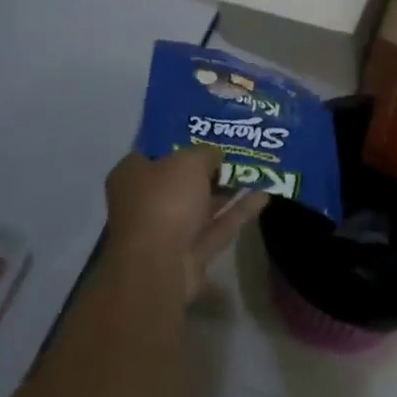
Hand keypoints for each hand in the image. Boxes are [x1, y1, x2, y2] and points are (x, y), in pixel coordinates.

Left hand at [105, 146, 266, 299]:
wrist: (159, 266)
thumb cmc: (164, 201)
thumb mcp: (189, 162)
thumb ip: (206, 153)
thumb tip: (216, 154)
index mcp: (132, 174)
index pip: (156, 151)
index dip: (181, 139)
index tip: (207, 130)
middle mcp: (145, 202)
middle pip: (180, 179)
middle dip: (208, 167)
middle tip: (237, 149)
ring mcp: (167, 230)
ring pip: (201, 205)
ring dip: (226, 189)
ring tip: (256, 169)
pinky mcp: (189, 254)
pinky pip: (217, 226)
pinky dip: (237, 212)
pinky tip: (264, 196)